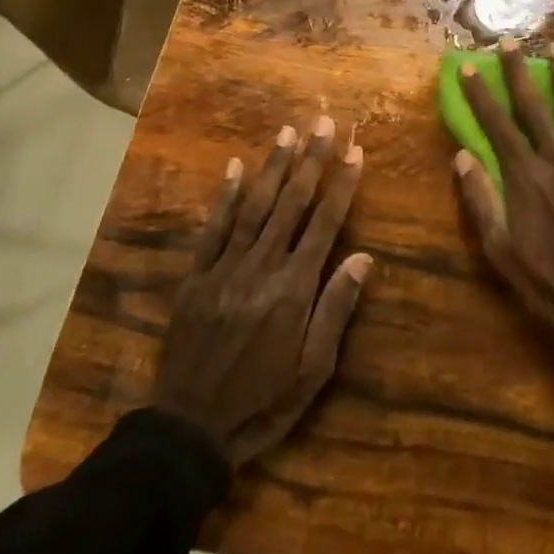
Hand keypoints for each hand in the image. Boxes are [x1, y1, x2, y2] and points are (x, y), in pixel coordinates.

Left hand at [153, 117, 370, 466]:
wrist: (190, 429)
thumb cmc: (263, 403)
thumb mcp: (313, 371)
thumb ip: (335, 310)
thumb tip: (363, 258)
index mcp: (293, 290)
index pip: (324, 224)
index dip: (342, 185)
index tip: (354, 151)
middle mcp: (260, 268)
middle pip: (290, 205)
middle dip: (309, 161)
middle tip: (321, 123)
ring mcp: (224, 269)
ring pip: (253, 208)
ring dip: (272, 168)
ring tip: (287, 133)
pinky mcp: (195, 277)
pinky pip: (213, 229)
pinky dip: (226, 197)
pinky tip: (236, 168)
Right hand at [453, 41, 553, 372]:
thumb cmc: (548, 283)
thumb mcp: (501, 252)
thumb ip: (482, 202)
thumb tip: (462, 157)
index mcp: (525, 178)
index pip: (497, 126)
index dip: (481, 95)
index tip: (469, 67)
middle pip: (534, 108)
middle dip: (520, 73)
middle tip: (511, 42)